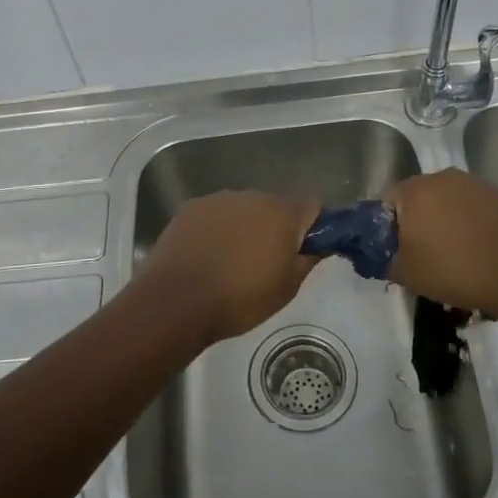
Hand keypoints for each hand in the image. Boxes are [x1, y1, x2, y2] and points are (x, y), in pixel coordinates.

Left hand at [139, 191, 321, 345]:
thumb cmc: (240, 299)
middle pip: (275, 206)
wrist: (177, 301)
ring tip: (232, 261)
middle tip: (267, 262)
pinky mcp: (191, 207)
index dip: (312, 228)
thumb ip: (308, 259)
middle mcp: (252, 196)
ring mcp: (219, 199)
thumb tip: (321, 244)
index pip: (311, 207)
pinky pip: (216, 214)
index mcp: (282, 213)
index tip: (303, 252)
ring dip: (245, 227)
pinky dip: (217, 229)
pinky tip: (207, 255)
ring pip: (244, 209)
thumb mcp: (287, 288)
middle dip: (276, 228)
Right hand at [383, 169, 497, 318]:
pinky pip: (472, 206)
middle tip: (421, 252)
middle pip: (417, 197)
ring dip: (444, 219)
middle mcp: (442, 177)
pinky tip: (477, 246)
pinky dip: (469, 221)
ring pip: (446, 200)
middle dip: (416, 220)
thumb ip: (384, 258)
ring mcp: (474, 183)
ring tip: (453, 251)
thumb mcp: (407, 274)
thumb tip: (381, 253)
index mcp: (414, 191)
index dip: (386, 227)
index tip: (395, 249)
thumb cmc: (456, 271)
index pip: (386, 202)